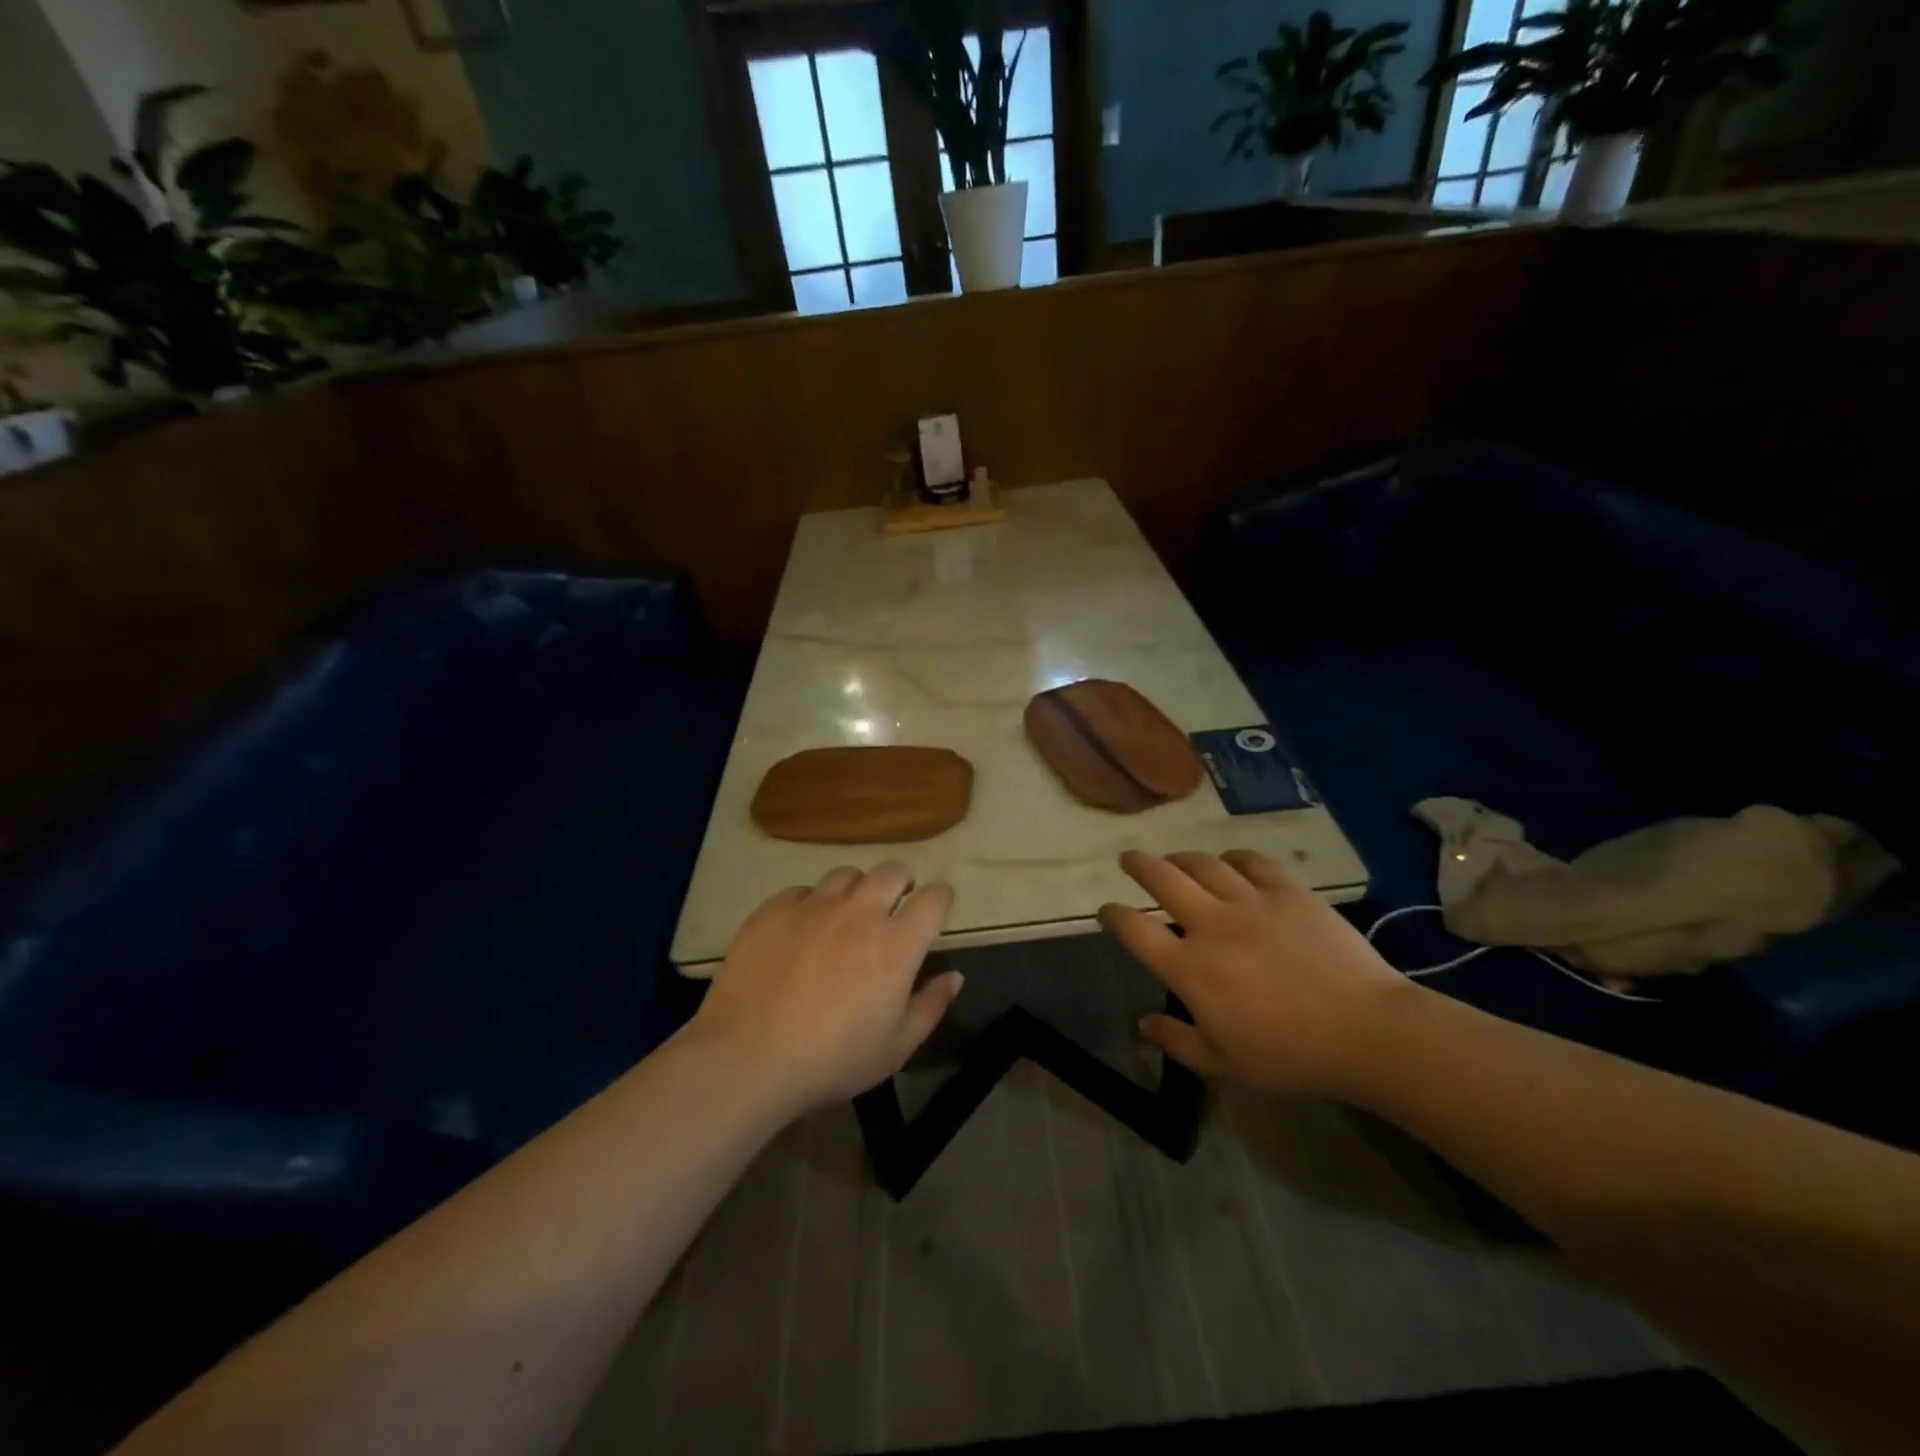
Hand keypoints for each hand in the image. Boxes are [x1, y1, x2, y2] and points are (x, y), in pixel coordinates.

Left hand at [692, 863, 962, 1111]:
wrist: (748, 1057)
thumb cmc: (832, 1060)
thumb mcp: (895, 1048)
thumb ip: (931, 1006)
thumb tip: (955, 976)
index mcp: (897, 944)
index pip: (934, 898)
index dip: (940, 898)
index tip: (935, 908)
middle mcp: (860, 912)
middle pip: (892, 871)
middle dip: (902, 881)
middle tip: (895, 903)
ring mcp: (815, 905)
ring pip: (847, 875)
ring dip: (857, 889)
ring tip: (847, 913)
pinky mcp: (775, 908)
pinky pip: (803, 890)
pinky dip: (812, 903)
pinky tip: (802, 929)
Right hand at [1097, 849, 1410, 1097]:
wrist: (1366, 1031)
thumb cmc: (1290, 1056)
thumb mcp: (1225, 1064)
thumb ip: (1178, 1041)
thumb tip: (1143, 1023)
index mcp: (1188, 968)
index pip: (1134, 929)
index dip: (1112, 915)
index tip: (1106, 912)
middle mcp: (1210, 924)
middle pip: (1161, 878)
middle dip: (1138, 865)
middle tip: (1128, 860)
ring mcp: (1249, 902)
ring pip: (1202, 863)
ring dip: (1181, 859)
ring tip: (1175, 861)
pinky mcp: (1287, 891)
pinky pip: (1250, 862)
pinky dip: (1233, 859)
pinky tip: (1231, 864)